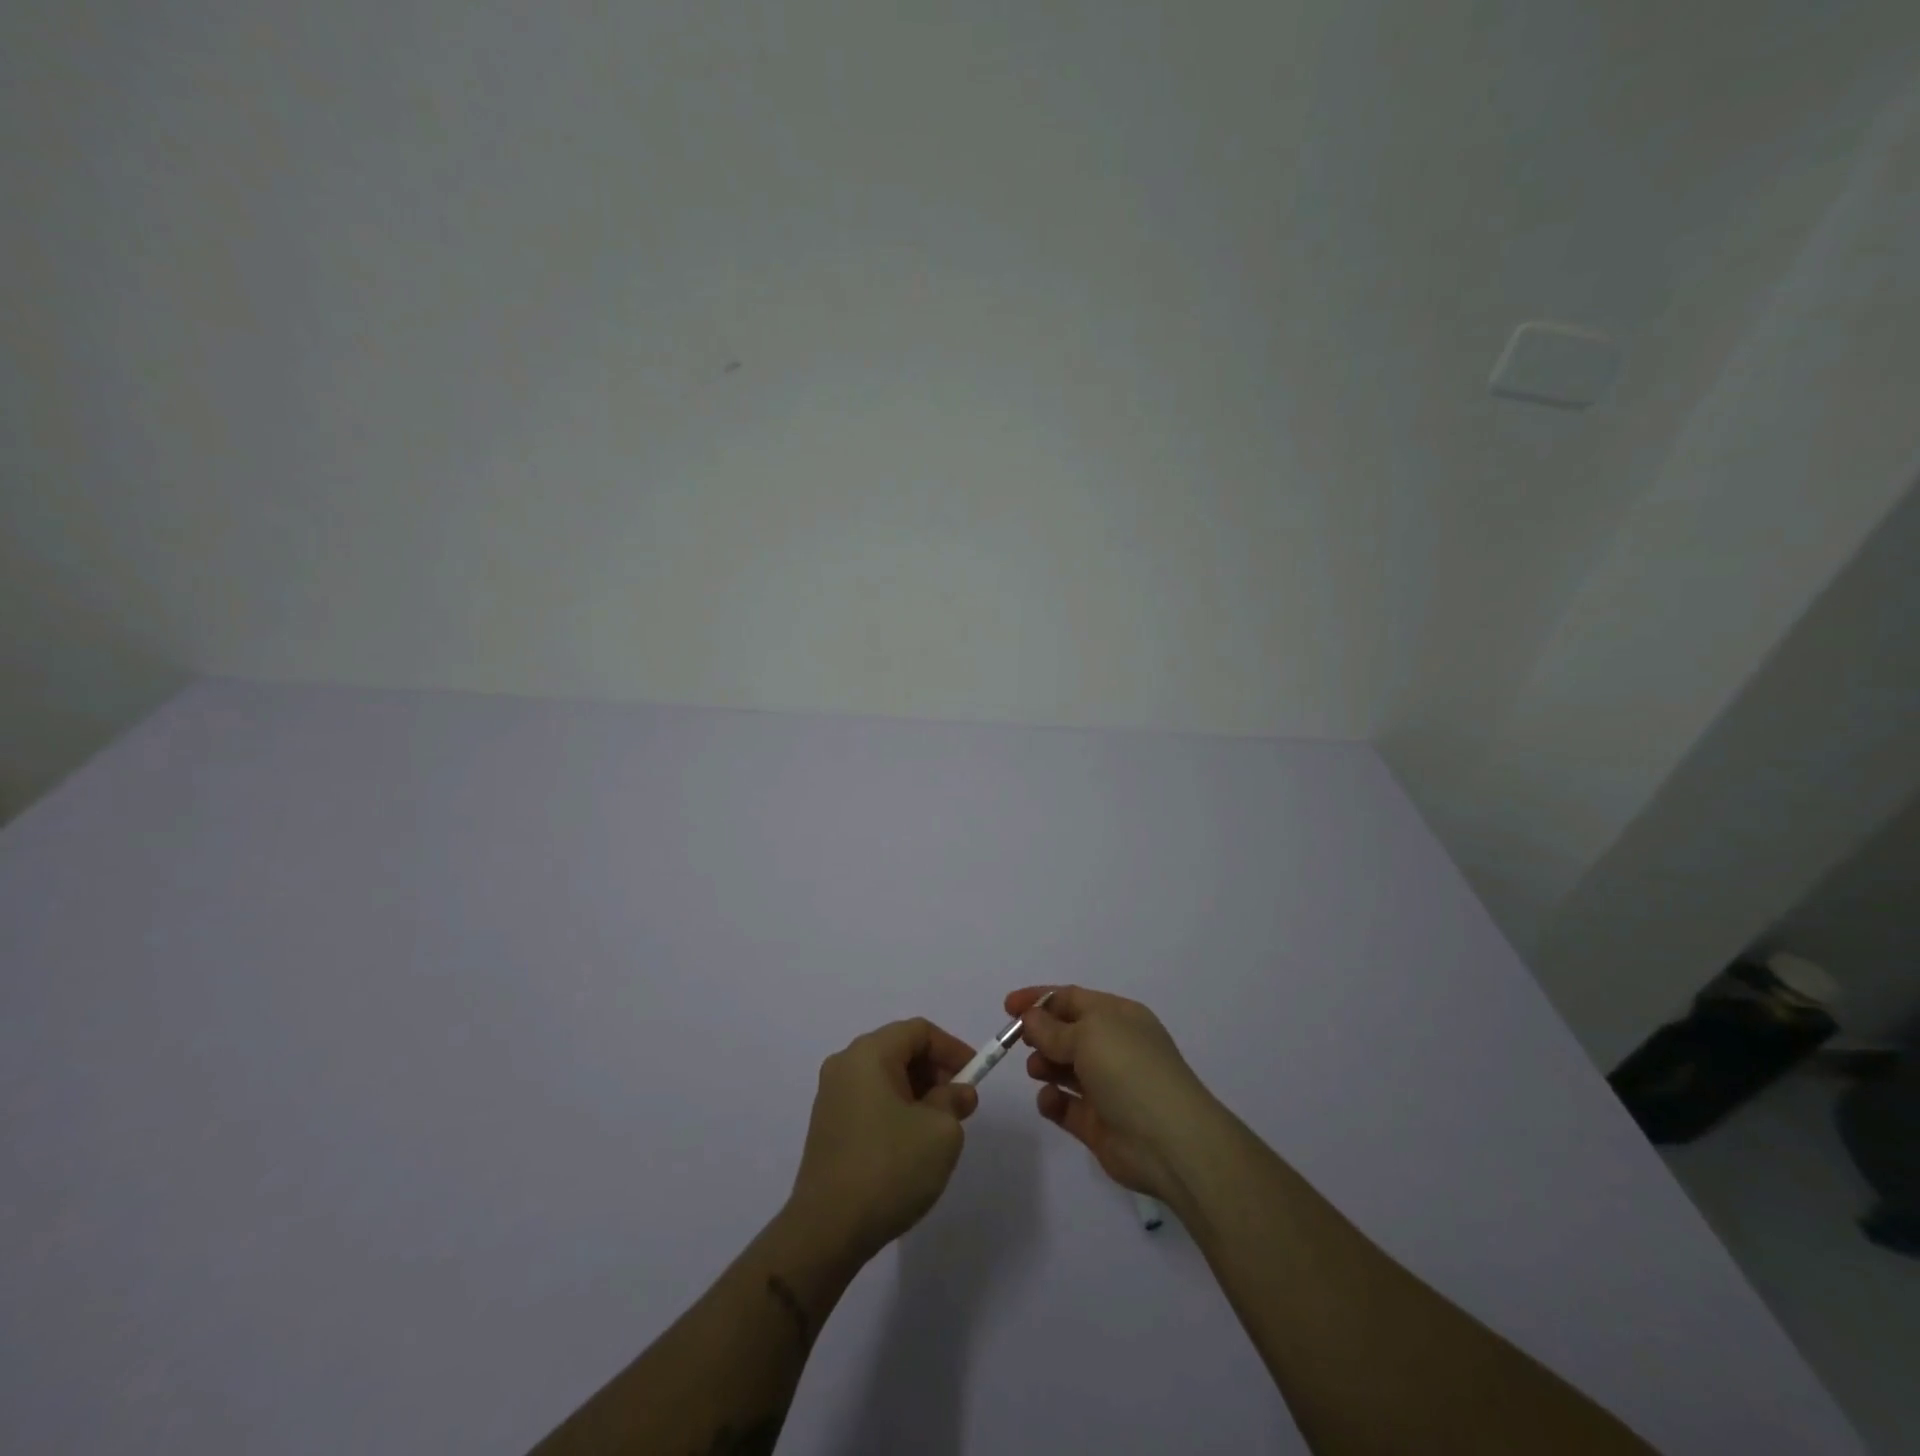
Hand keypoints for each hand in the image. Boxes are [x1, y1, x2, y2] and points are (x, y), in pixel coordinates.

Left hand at [787, 1018, 978, 1264]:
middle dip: (935, 1071)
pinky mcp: (827, 1126)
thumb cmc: (889, 1168)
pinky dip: (896, 1109)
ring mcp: (831, 1096)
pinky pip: (870, 1100)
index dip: (952, 1048)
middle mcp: (845, 1064)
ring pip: (885, 1077)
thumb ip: (954, 1101)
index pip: (918, 1031)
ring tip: (939, 1128)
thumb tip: (957, 1093)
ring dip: (918, 1092)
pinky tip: (910, 1145)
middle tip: (959, 1104)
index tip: (975, 1076)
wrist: (827, 1230)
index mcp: (868, 1054)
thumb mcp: (940, 1132)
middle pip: (899, 1049)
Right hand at [1008, 985, 1219, 1202]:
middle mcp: (1113, 1047)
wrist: (1169, 1141)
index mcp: (1118, 1017)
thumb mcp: (1089, 1035)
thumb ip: (1053, 1028)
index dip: (1039, 1000)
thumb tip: (1030, 1018)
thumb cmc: (1130, 1071)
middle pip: (1066, 1033)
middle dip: (1040, 1034)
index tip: (1008, 1007)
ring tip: (1037, 1069)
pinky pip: (1066, 1105)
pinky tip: (1050, 1100)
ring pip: (1064, 1068)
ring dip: (1045, 1065)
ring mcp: (1106, 1086)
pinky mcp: (1097, 1123)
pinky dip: (1053, 1100)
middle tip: (1019, 1042)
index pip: (1072, 999)